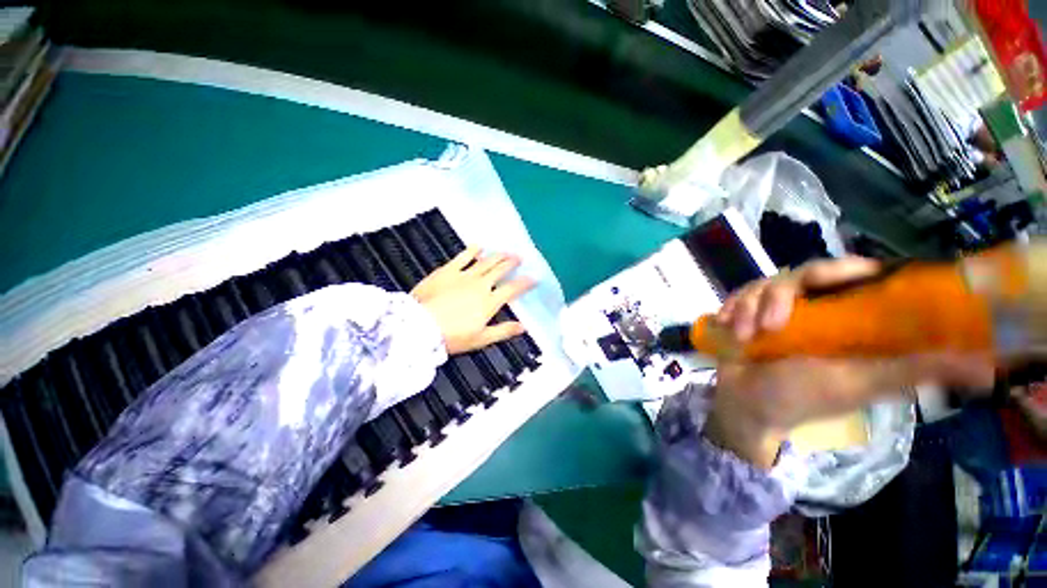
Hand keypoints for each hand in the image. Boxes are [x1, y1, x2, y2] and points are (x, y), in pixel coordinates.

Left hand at [412, 246, 534, 354]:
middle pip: (500, 270)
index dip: (525, 283)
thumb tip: (523, 327)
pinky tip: (479, 246)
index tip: (534, 278)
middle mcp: (480, 285)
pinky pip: (463, 256)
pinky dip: (472, 250)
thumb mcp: (480, 339)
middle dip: (512, 263)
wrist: (418, 326)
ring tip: (506, 251)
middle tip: (520, 258)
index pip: (512, 289)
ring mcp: (463, 275)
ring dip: (498, 255)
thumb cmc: (451, 336)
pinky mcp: (447, 270)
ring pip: (485, 261)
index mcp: (489, 302)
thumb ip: (503, 331)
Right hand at [706, 258, 994, 468]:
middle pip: (802, 274)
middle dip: (779, 296)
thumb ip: (913, 370)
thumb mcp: (859, 384)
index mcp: (847, 319)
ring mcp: (775, 309)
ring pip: (765, 284)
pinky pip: (739, 295)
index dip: (845, 270)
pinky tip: (727, 324)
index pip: (854, 275)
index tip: (832, 280)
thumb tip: (986, 366)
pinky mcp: (746, 313)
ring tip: (745, 335)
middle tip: (771, 325)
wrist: (744, 405)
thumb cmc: (801, 398)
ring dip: (750, 307)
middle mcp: (814, 308)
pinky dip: (732, 306)